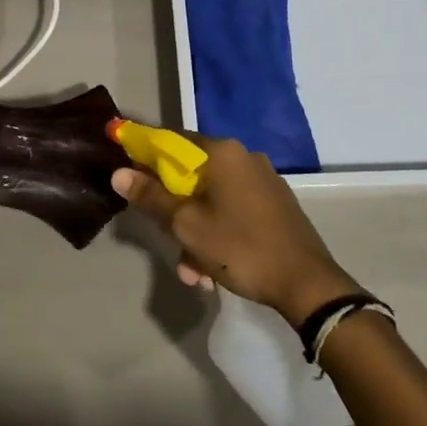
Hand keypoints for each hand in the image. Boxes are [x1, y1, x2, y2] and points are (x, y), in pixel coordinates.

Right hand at [113, 139, 361, 324]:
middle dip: (174, 210)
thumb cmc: (240, 247)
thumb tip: (119, 173)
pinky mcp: (275, 205)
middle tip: (166, 240)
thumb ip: (151, 196)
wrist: (307, 284)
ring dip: (195, 232)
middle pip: (191, 174)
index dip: (146, 155)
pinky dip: (218, 234)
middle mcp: (244, 158)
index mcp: (223, 153)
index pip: (172, 140)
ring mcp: (263, 181)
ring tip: (193, 272)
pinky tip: (213, 270)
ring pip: (212, 199)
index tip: (129, 174)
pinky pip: (233, 211)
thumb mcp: (187, 225)